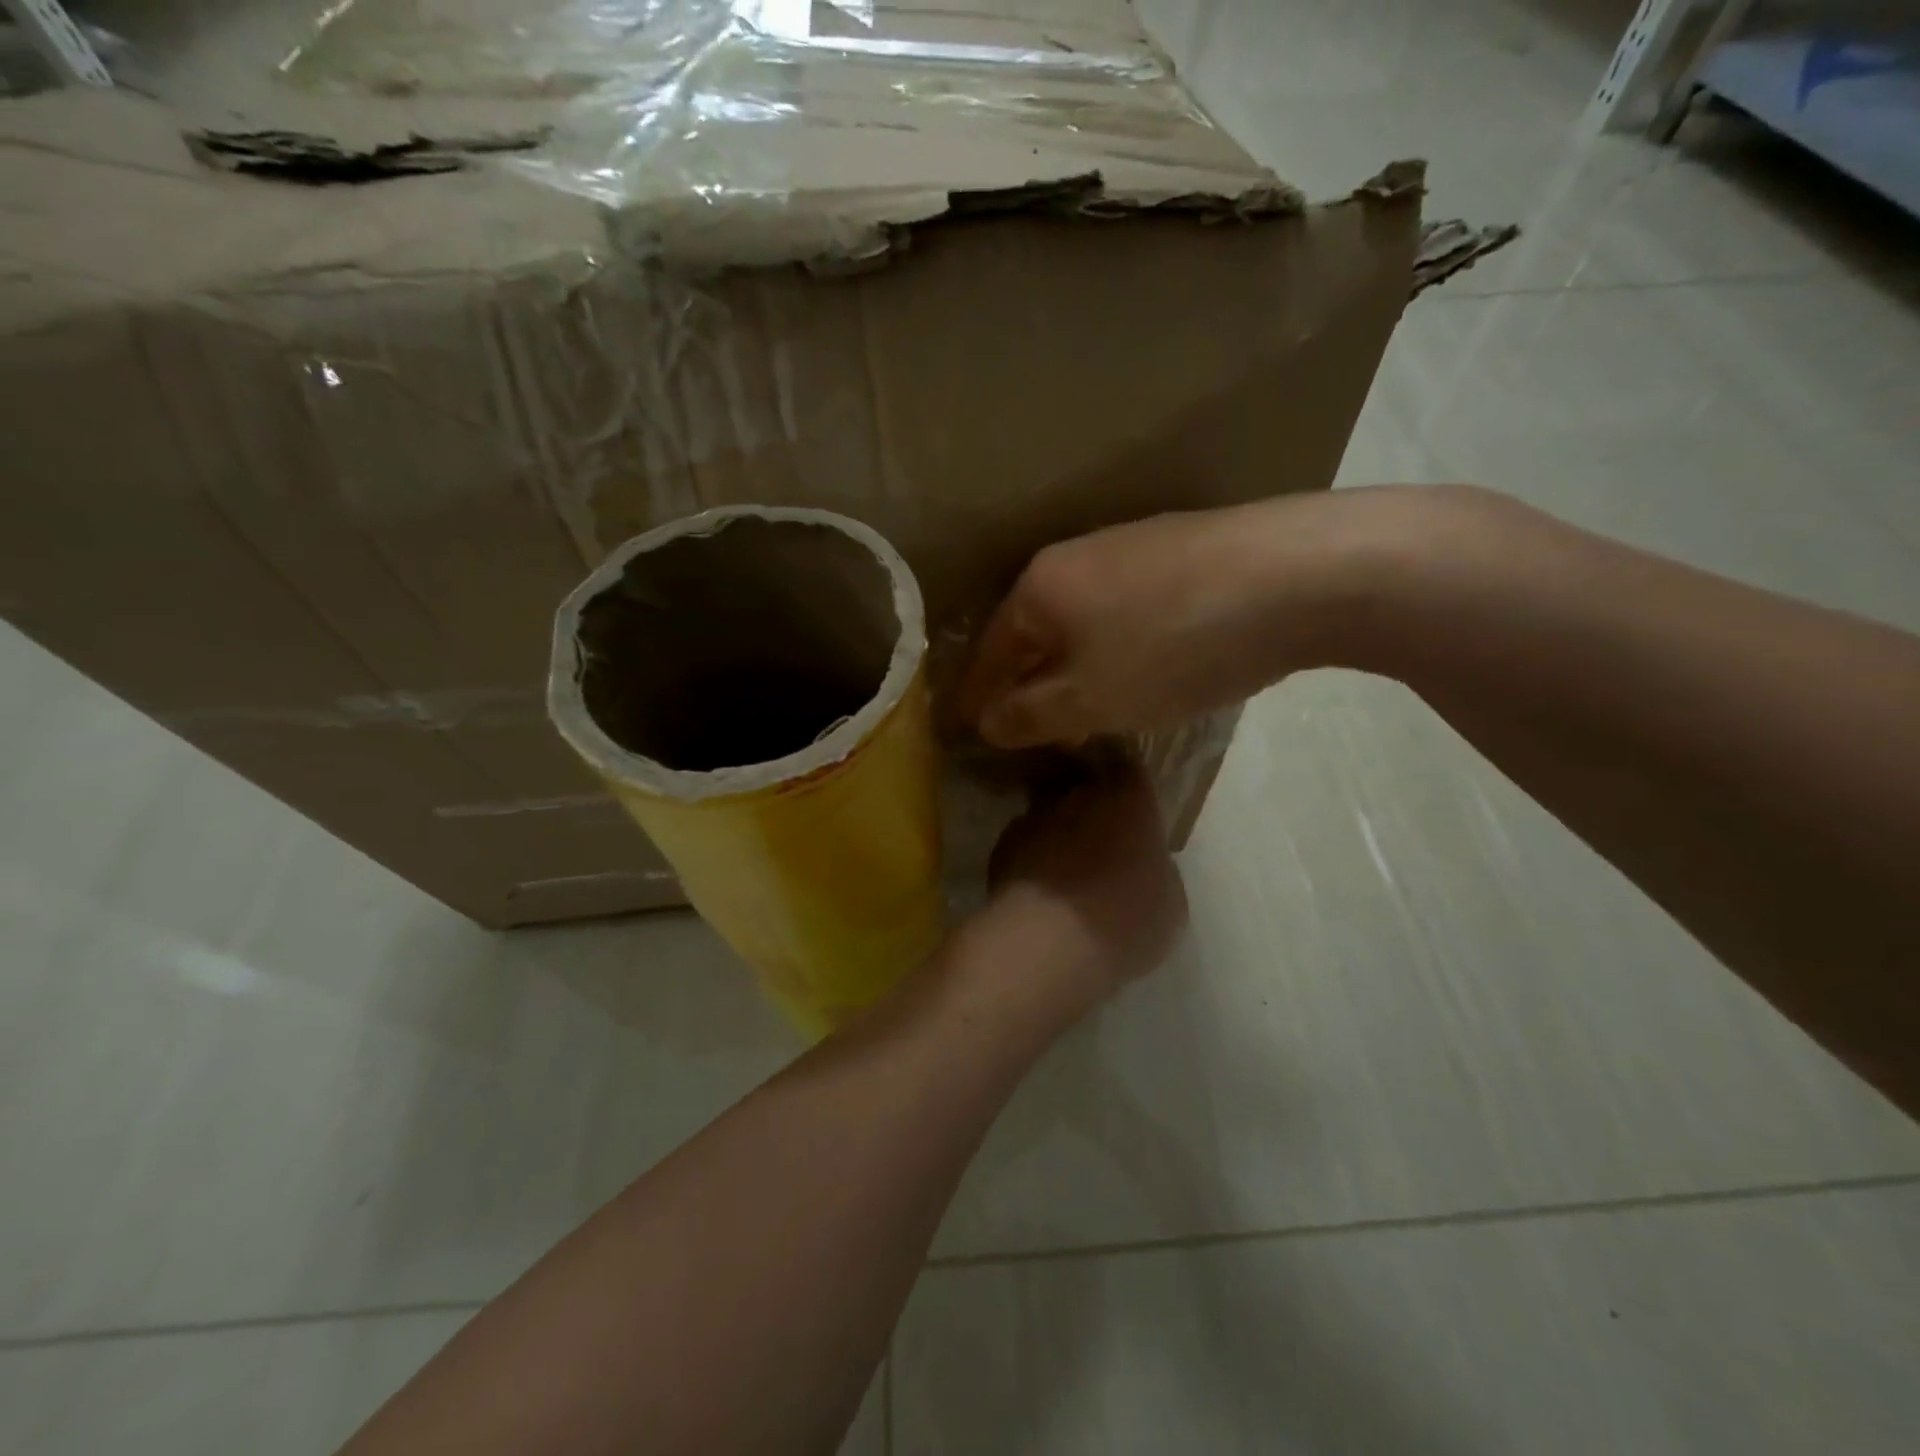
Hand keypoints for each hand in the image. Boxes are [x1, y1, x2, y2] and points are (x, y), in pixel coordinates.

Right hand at [957, 489, 1442, 747]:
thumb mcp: (1091, 698)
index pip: (988, 651)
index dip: (975, 698)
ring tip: (1080, 709)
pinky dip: (1115, 647)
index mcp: (1039, 587)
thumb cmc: (1173, 647)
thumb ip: (1030, 714)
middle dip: (1025, 682)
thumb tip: (988, 721)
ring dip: (1072, 666)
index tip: (963, 732)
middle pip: (1033, 631)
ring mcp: (1130, 547)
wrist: (1299, 576)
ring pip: (1081, 620)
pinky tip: (1139, 670)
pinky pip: (1124, 611)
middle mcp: (1074, 556)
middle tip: (1023, 730)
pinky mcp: (1180, 552)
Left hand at [981, 766, 1187, 1005]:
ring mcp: (1035, 816)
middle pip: (1084, 786)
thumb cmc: (1127, 920)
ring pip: (1049, 813)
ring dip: (1056, 832)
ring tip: (1062, 870)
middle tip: (1098, 842)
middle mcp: (1079, 795)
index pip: (1129, 766)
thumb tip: (1143, 864)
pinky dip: (1029, 857)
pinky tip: (1035, 889)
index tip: (1128, 800)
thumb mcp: (1170, 902)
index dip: (1127, 780)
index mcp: (1130, 799)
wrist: (1048, 940)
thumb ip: (1157, 868)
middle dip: (1089, 806)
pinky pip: (1022, 842)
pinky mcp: (1003, 843)